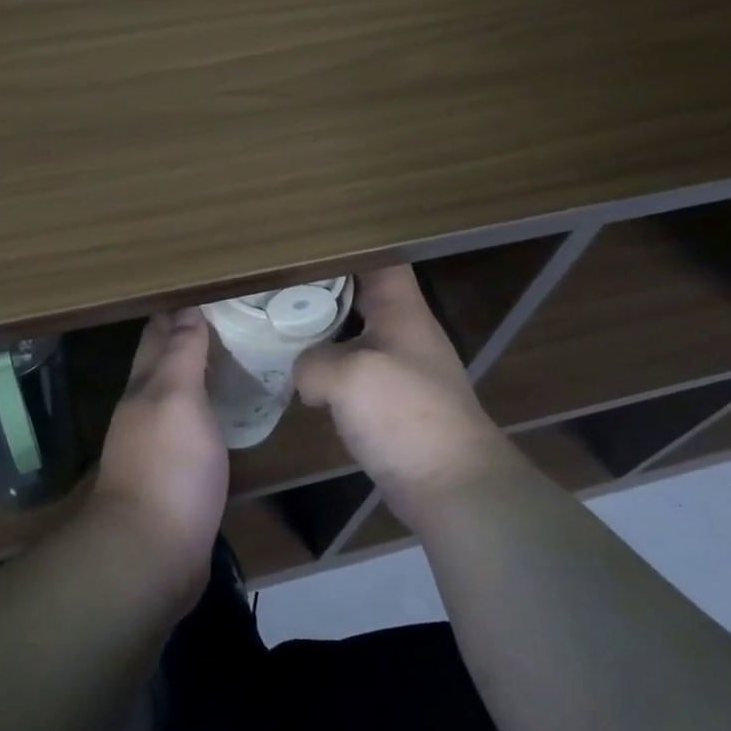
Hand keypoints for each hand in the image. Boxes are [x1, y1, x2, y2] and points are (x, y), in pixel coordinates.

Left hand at [91, 308, 227, 603]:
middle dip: (189, 338)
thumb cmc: (168, 466)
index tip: (211, 292)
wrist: (151, 553)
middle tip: (232, 319)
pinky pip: (191, 429)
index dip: (179, 311)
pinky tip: (228, 414)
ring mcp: (156, 445)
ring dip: (199, 375)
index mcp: (144, 385)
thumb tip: (187, 308)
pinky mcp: (174, 476)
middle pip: (164, 363)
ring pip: (177, 396)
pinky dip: (207, 411)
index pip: (158, 334)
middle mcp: (144, 409)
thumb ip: (182, 354)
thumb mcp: (177, 398)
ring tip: (235, 358)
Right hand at [293, 265, 509, 521]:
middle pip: (362, 293)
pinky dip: (328, 367)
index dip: (346, 245)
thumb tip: (304, 376)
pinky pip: (352, 371)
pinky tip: (300, 374)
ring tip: (279, 320)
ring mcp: (399, 368)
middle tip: (278, 281)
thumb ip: (312, 362)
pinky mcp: (390, 403)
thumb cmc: (405, 414)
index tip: (304, 244)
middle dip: (322, 285)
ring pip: (354, 333)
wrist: (452, 486)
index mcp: (402, 310)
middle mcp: (403, 332)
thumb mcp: (347, 376)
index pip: (379, 258)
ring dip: (322, 329)